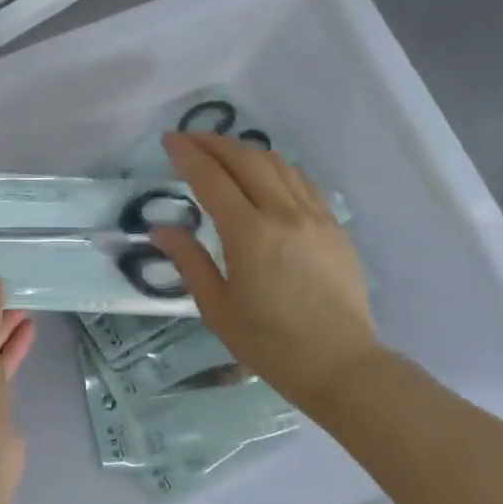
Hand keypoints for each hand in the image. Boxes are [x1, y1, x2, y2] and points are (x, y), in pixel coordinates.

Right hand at [152, 132, 380, 407]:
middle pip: (245, 159)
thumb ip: (189, 262)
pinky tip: (265, 173)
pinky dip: (276, 167)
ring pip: (277, 163)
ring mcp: (314, 216)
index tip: (169, 140)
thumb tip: (162, 229)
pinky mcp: (334, 226)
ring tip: (222, 152)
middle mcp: (283, 214)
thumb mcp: (217, 308)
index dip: (187, 154)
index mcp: (249, 235)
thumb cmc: (269, 343)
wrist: (340, 364)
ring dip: (245, 150)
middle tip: (189, 139)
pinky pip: (302, 180)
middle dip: (213, 143)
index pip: (211, 178)